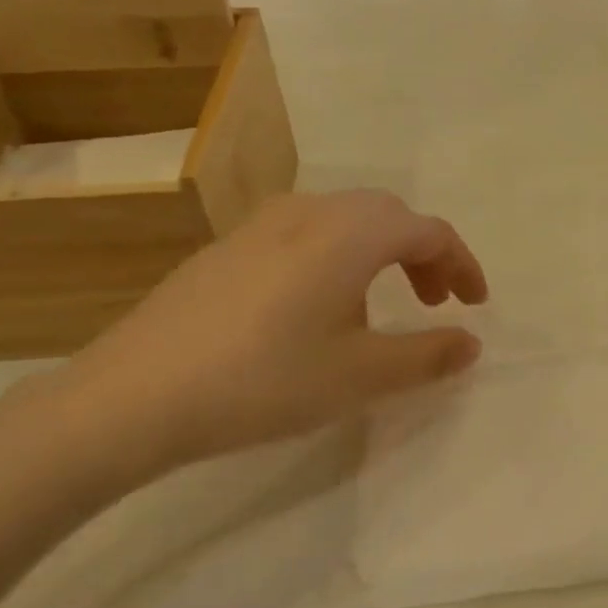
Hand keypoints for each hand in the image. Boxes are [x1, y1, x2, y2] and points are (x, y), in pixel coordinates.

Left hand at [53, 191, 487, 481]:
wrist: (133, 395)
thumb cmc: (264, 380)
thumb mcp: (360, 376)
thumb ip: (427, 355)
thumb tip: (470, 342)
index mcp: (351, 233)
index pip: (429, 231)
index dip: (462, 264)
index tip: (474, 305)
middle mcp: (310, 211)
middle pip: (387, 216)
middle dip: (422, 255)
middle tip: (432, 303)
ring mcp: (261, 224)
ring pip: (343, 221)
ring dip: (378, 254)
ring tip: (377, 309)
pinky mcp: (227, 247)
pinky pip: (303, 235)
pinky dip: (335, 258)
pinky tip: (314, 310)